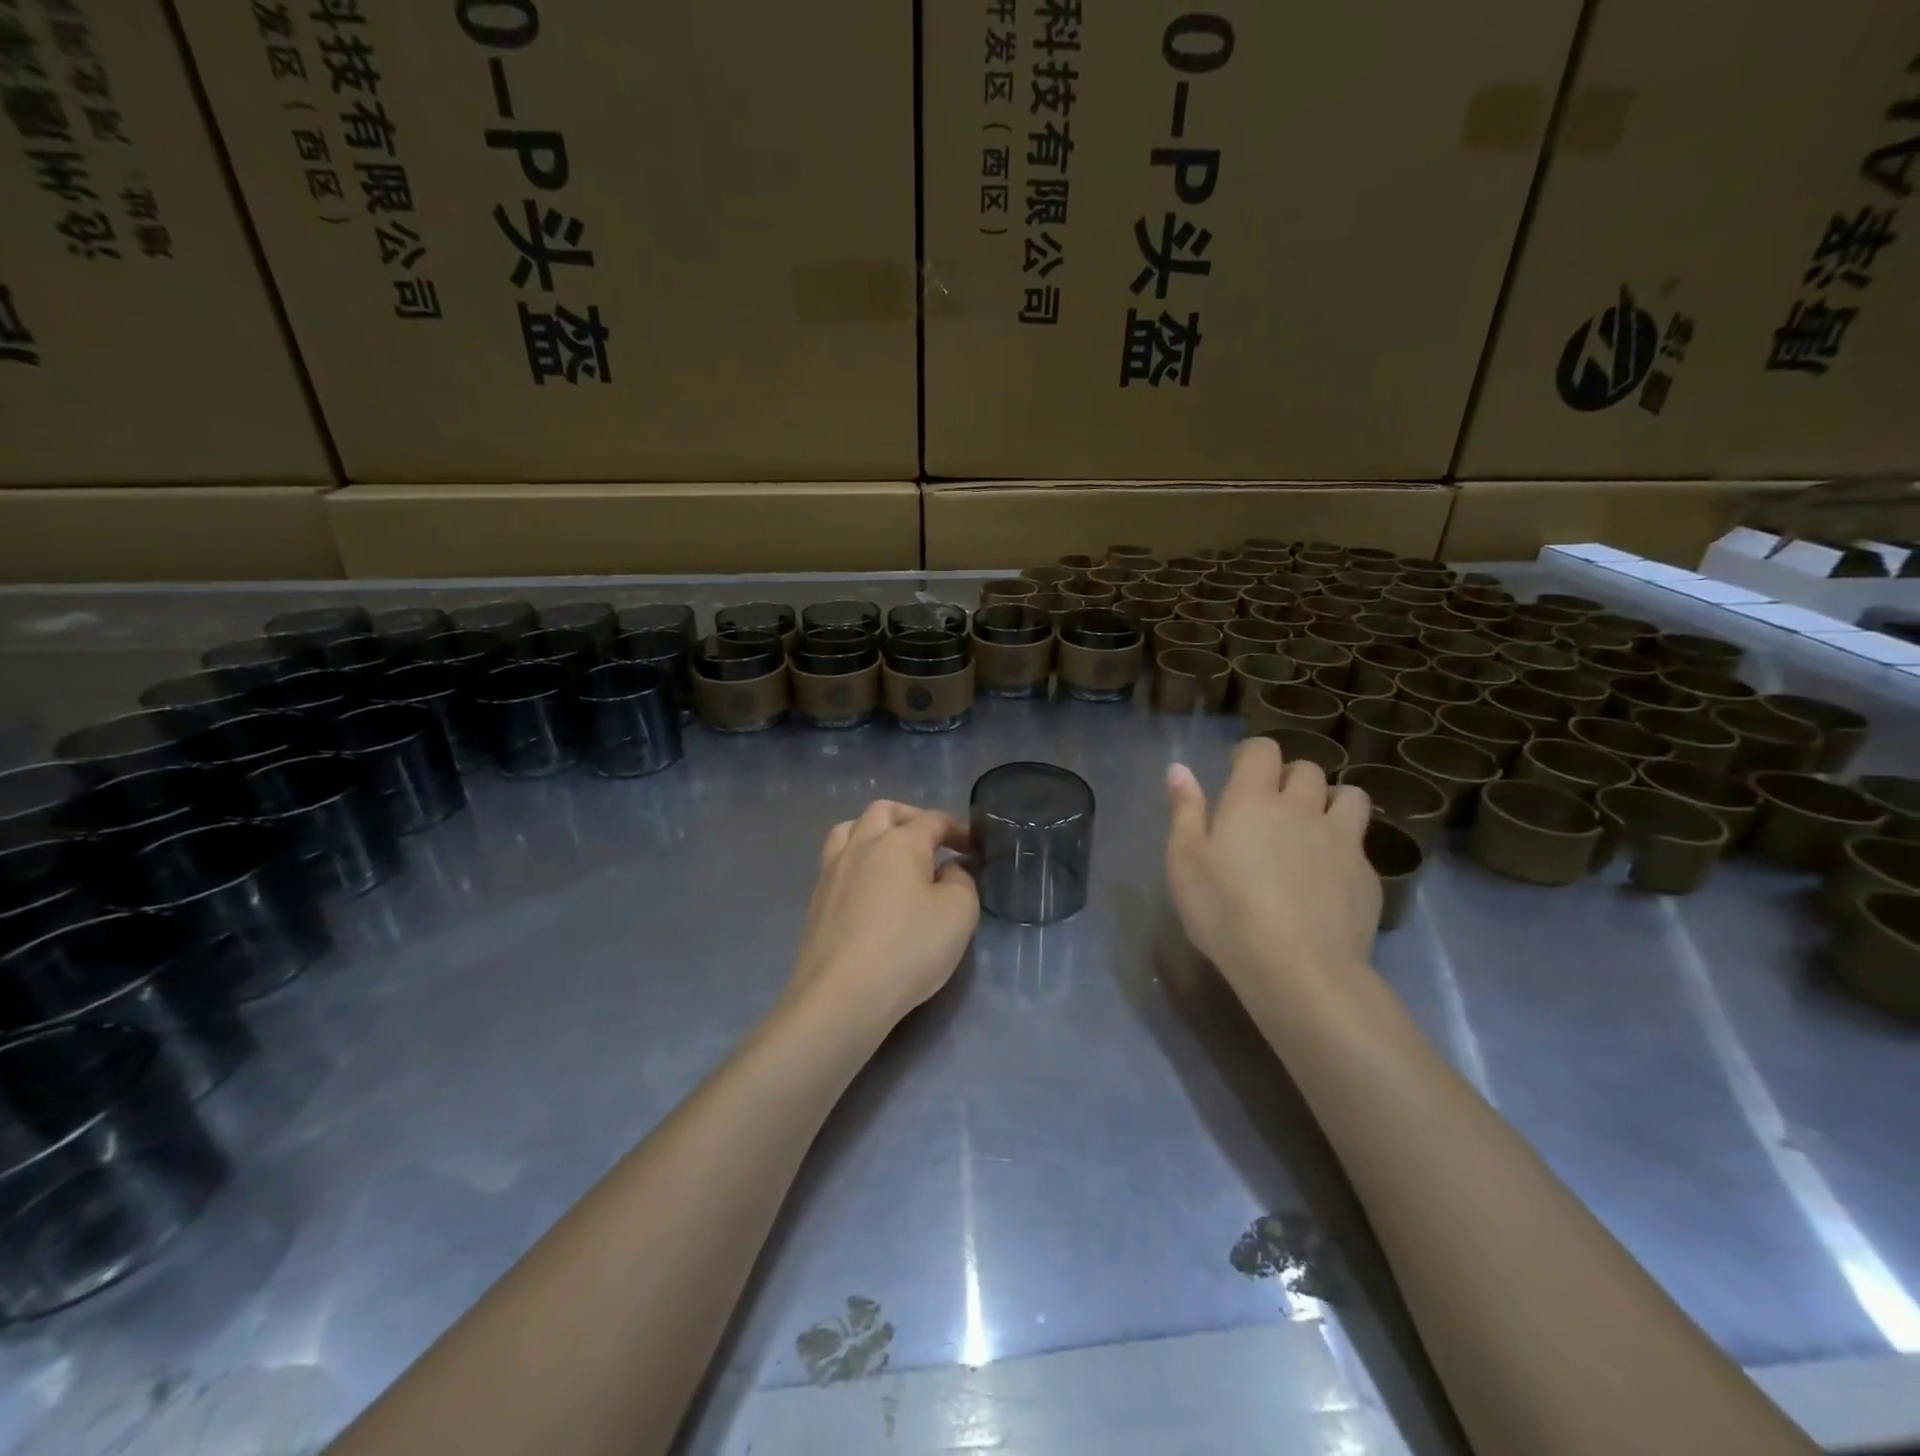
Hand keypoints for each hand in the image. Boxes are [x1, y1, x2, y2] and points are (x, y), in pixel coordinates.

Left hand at [790, 800, 978, 1029]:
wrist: (842, 995)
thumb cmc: (908, 949)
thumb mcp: (959, 913)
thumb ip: (962, 881)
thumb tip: (949, 870)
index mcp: (899, 842)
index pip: (933, 820)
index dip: (957, 828)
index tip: (974, 847)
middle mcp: (862, 846)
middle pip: (884, 811)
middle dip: (911, 818)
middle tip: (932, 842)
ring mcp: (832, 871)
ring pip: (850, 829)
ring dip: (874, 832)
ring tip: (892, 855)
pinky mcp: (816, 900)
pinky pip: (836, 861)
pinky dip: (857, 860)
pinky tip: (868, 887)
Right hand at [1165, 737, 1379, 998]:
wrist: (1298, 968)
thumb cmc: (1225, 911)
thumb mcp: (1185, 861)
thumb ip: (1184, 810)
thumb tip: (1179, 768)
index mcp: (1254, 800)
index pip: (1263, 750)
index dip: (1251, 754)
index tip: (1237, 771)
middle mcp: (1303, 808)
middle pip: (1308, 770)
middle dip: (1290, 777)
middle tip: (1271, 804)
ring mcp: (1342, 841)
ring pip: (1350, 797)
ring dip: (1331, 801)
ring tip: (1313, 826)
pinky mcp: (1367, 876)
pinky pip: (1361, 844)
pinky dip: (1345, 846)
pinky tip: (1328, 875)